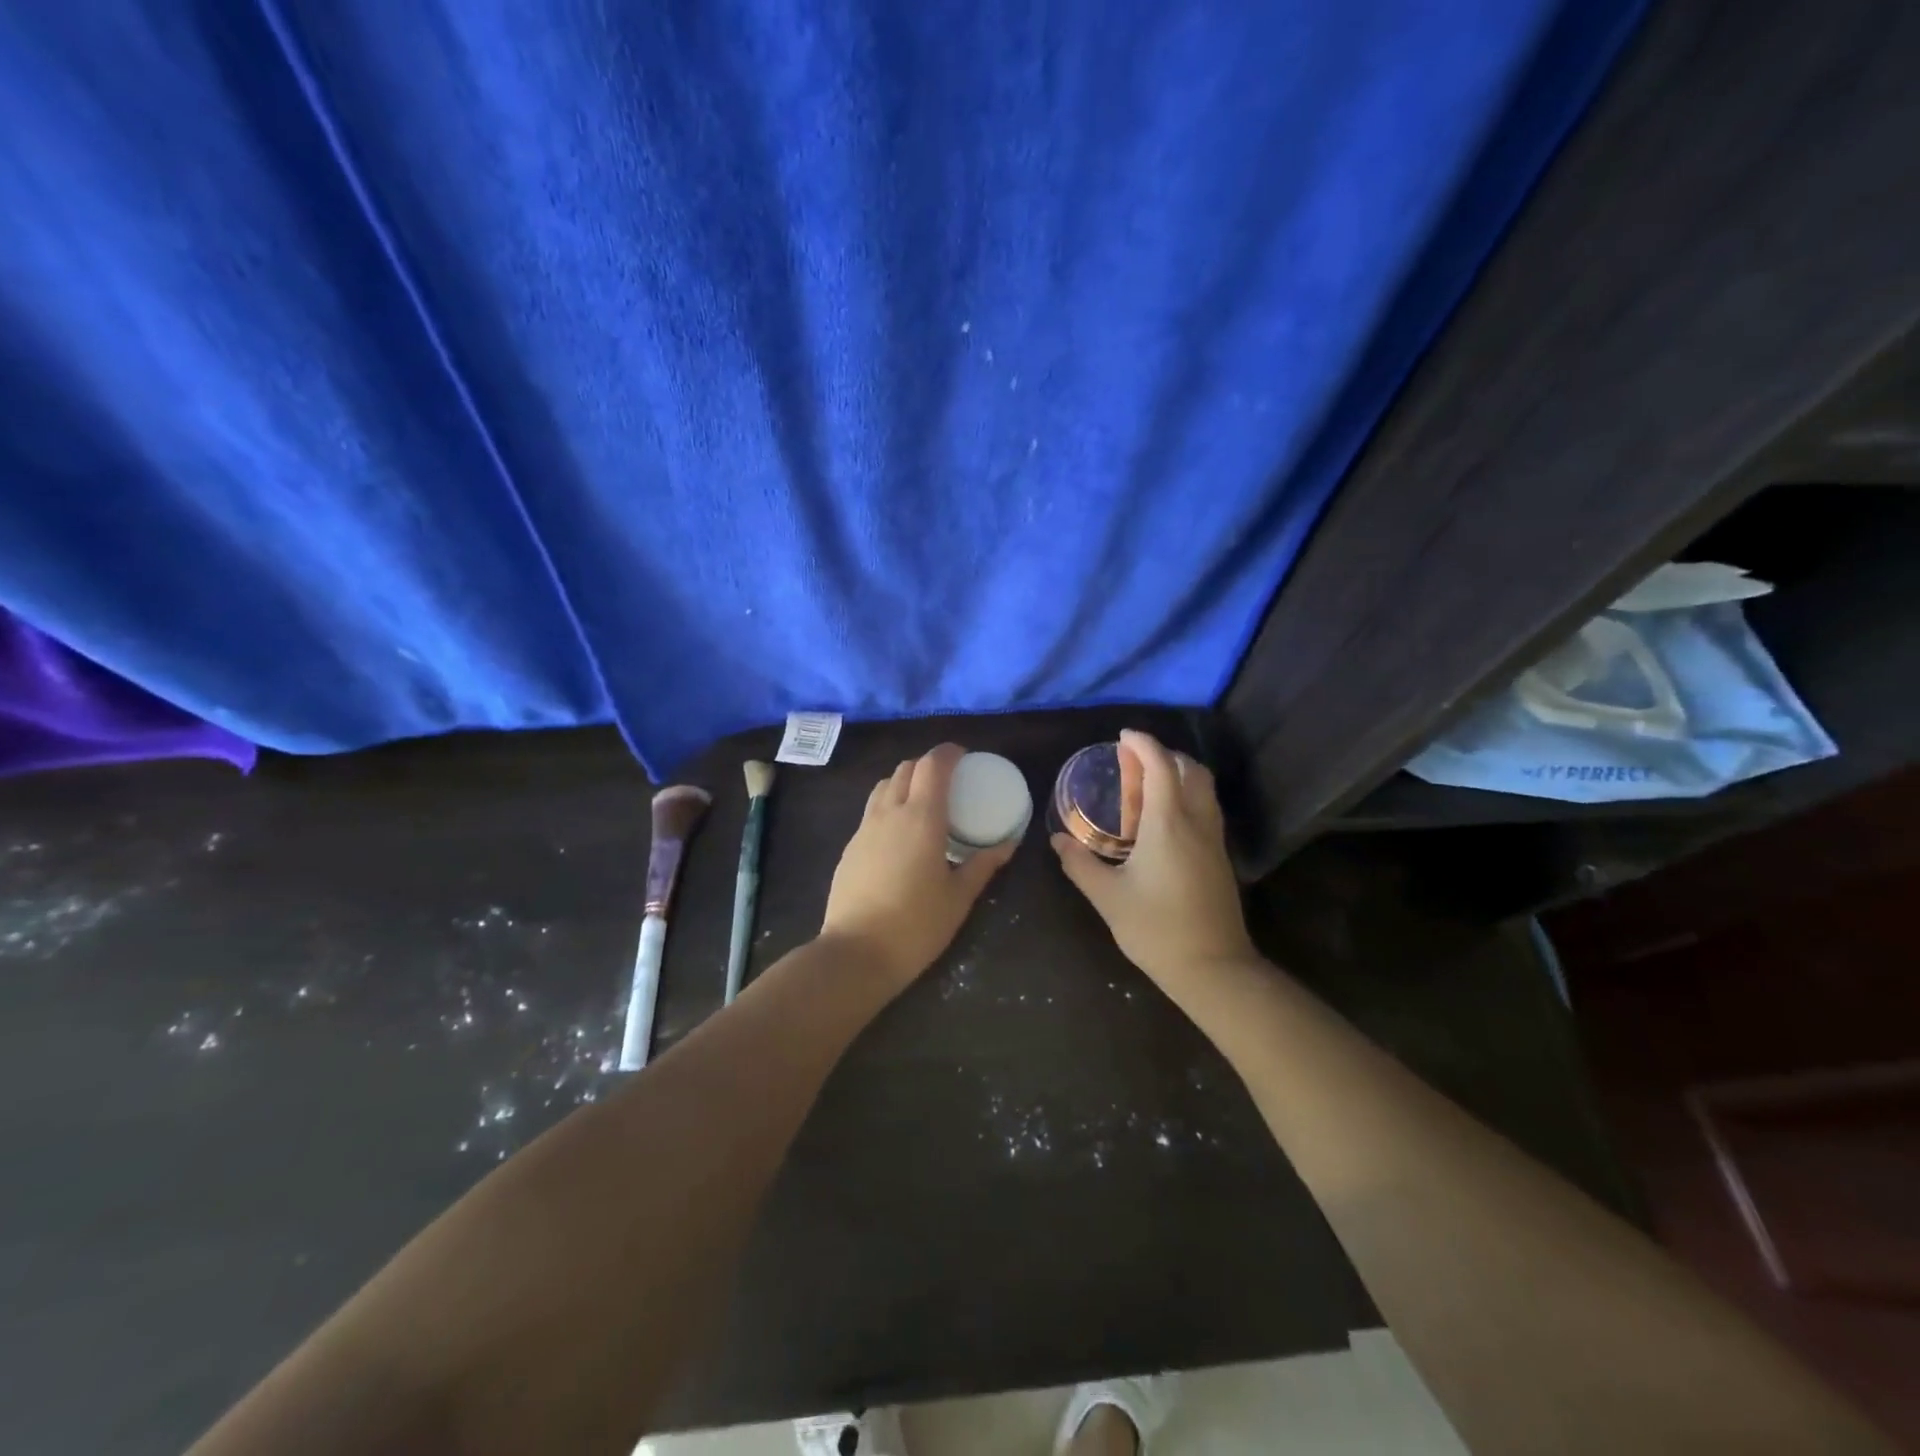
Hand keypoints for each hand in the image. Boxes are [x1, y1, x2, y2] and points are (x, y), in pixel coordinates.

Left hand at [821, 743, 1017, 988]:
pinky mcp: (850, 847)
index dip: (948, 753)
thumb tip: (1008, 843)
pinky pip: (872, 811)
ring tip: (923, 802)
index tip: (964, 755)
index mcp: (921, 817)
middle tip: (948, 781)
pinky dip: (889, 806)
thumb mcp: (959, 897)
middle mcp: (889, 813)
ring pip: (884, 787)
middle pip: (905, 769)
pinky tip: (901, 835)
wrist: (856, 953)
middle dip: (927, 765)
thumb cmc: (916, 925)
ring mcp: (864, 829)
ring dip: (905, 782)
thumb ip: (983, 864)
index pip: (932, 765)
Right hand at [1051, 729, 1257, 996]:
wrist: (1213, 968)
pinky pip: (1206, 808)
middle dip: (1164, 754)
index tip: (1123, 736)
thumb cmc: (1156, 929)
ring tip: (1147, 784)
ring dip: (1179, 773)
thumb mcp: (1108, 897)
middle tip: (1134, 760)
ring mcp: (1214, 839)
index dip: (1143, 744)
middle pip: (1190, 769)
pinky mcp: (1220, 857)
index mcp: (1168, 824)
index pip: (1161, 766)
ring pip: (1203, 788)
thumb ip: (1079, 864)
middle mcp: (1196, 822)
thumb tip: (1058, 840)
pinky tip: (1164, 818)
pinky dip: (1187, 795)